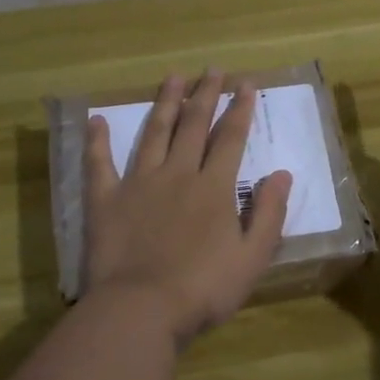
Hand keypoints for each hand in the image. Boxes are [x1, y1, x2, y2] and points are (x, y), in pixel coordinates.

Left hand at [83, 70, 291, 345]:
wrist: (141, 310)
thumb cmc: (204, 289)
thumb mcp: (253, 257)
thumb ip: (268, 213)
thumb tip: (282, 174)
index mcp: (214, 188)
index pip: (231, 139)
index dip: (240, 109)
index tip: (246, 84)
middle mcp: (177, 174)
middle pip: (193, 126)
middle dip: (205, 95)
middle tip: (212, 70)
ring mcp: (138, 184)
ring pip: (153, 134)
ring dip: (164, 104)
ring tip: (172, 77)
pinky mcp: (105, 201)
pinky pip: (99, 164)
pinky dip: (97, 141)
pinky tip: (96, 119)